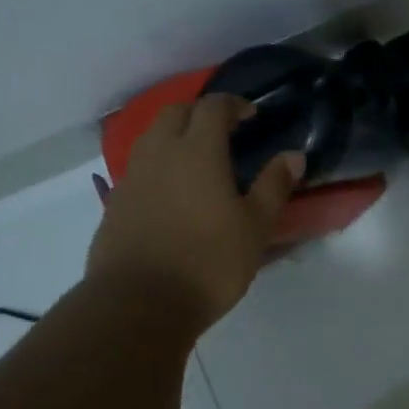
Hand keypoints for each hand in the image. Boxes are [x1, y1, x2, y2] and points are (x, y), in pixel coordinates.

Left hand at [87, 94, 303, 328]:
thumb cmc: (208, 262)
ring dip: (173, 135)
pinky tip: (170, 191)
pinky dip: (157, 165)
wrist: (139, 303)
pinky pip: (138, 168)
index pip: (212, 107)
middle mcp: (160, 154)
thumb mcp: (255, 227)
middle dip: (199, 112)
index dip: (233, 104)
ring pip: (151, 137)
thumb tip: (293, 155)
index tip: (250, 114)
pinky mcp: (115, 204)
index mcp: (197, 151)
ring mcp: (132, 178)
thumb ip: (274, 186)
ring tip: (195, 157)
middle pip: (175, 113)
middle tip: (221, 129)